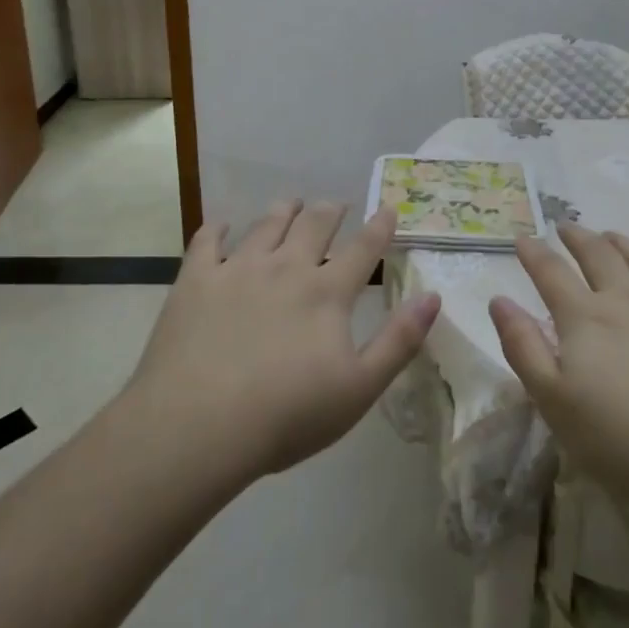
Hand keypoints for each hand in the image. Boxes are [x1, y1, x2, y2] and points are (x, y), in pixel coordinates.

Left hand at [123, 199, 440, 483]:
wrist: (200, 424)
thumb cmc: (287, 414)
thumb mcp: (359, 388)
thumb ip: (399, 340)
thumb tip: (432, 296)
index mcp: (326, 293)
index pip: (362, 249)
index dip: (379, 227)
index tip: (387, 207)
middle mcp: (285, 268)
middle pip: (314, 225)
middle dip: (330, 210)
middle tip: (335, 204)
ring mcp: (238, 269)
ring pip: (266, 224)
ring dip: (283, 210)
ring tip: (291, 203)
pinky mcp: (196, 280)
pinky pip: (208, 241)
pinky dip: (217, 229)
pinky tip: (221, 227)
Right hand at [490, 224, 628, 521]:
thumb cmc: (623, 441)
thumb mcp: (554, 402)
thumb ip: (523, 347)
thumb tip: (499, 300)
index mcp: (585, 318)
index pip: (551, 272)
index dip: (534, 253)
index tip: (522, 239)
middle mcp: (628, 301)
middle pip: (599, 255)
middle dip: (579, 237)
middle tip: (567, 227)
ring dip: (624, 244)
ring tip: (613, 236)